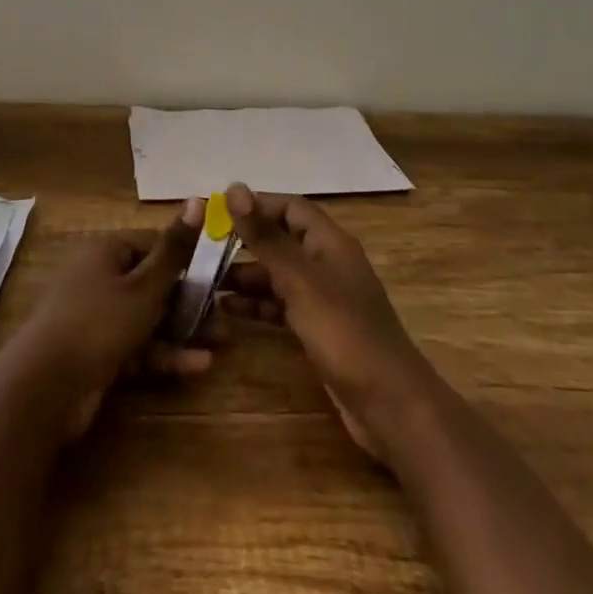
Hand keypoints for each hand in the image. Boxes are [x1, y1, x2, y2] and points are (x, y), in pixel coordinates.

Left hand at [0, 199, 210, 438]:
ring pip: (148, 319)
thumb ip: (175, 250)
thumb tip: (197, 199)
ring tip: (222, 341)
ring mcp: (97, 320)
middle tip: (225, 313)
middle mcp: (100, 280)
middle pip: (152, 284)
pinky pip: (137, 348)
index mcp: (106, 253)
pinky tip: (198, 365)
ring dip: (183, 330)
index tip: (217, 272)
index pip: (152, 245)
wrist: (44, 390)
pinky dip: (164, 355)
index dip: (185, 257)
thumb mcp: (144, 286)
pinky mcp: (98, 355)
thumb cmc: (98, 323)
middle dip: (190, 300)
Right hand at [220, 184, 440, 463]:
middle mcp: (327, 263)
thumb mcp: (300, 281)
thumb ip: (266, 237)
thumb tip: (235, 188)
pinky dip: (257, 304)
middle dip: (245, 242)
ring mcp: (324, 298)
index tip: (217, 212)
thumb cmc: (344, 333)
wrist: (390, 405)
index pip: (290, 207)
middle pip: (281, 239)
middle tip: (203, 248)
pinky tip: (227, 310)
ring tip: (206, 281)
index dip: (256, 205)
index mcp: (329, 242)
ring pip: (278, 274)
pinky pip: (281, 305)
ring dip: (245, 275)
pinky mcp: (318, 329)